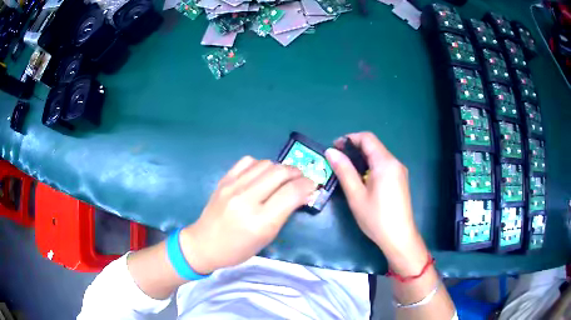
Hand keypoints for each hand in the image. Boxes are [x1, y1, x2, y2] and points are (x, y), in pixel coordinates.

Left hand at [179, 156, 314, 274]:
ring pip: (266, 163)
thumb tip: (302, 192)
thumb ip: (285, 213)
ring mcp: (233, 186)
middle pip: (280, 172)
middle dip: (297, 173)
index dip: (307, 185)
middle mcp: (246, 199)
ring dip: (280, 168)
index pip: (292, 192)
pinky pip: (248, 161)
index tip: (312, 185)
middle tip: (301, 180)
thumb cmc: (239, 248)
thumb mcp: (267, 237)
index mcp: (260, 221)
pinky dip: (260, 165)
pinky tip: (261, 175)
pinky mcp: (224, 180)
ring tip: (282, 178)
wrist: (204, 243)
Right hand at [325, 132, 427, 273]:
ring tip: (347, 172)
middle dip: (354, 149)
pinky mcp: (400, 180)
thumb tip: (331, 151)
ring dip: (362, 159)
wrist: (399, 238)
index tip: (334, 148)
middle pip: (373, 146)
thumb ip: (344, 170)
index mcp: (385, 163)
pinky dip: (370, 167)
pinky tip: (362, 181)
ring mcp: (400, 171)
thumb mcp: (356, 195)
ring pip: (378, 156)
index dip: (349, 138)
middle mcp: (395, 162)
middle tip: (337, 162)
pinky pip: (384, 166)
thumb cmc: (376, 217)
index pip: (367, 138)